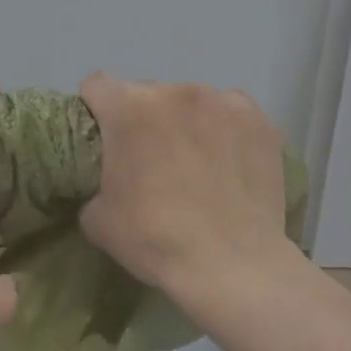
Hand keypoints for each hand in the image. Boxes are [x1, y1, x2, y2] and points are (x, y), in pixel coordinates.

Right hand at [77, 74, 292, 301]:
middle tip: (152, 160)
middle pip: (147, 93)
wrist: (233, 265)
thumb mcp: (97, 219)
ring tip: (197, 164)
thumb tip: (104, 180)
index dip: (95, 109)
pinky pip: (230, 113)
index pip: (97, 85)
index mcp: (129, 109)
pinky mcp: (258, 119)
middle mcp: (175, 91)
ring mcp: (222, 101)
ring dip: (185, 122)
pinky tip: (229, 162)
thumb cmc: (156, 239)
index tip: (102, 136)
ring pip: (191, 101)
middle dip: (143, 119)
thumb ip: (92, 182)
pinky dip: (224, 130)